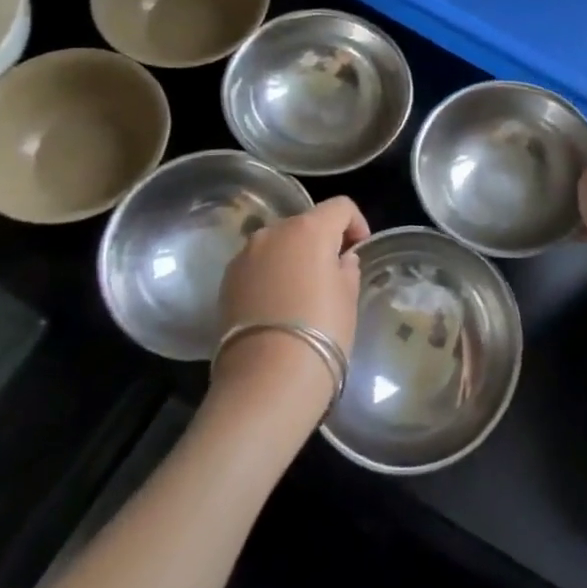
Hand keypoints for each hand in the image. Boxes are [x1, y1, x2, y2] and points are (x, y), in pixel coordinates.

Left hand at [213, 196, 368, 408]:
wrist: (267, 379)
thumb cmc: (323, 331)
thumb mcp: (348, 297)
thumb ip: (346, 269)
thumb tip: (340, 261)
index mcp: (310, 228)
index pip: (340, 207)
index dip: (356, 224)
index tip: (359, 250)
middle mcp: (273, 232)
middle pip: (306, 223)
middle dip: (322, 240)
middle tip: (334, 272)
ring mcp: (245, 256)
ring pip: (278, 243)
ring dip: (294, 256)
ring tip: (303, 290)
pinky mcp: (226, 281)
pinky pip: (257, 265)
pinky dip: (271, 274)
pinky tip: (279, 304)